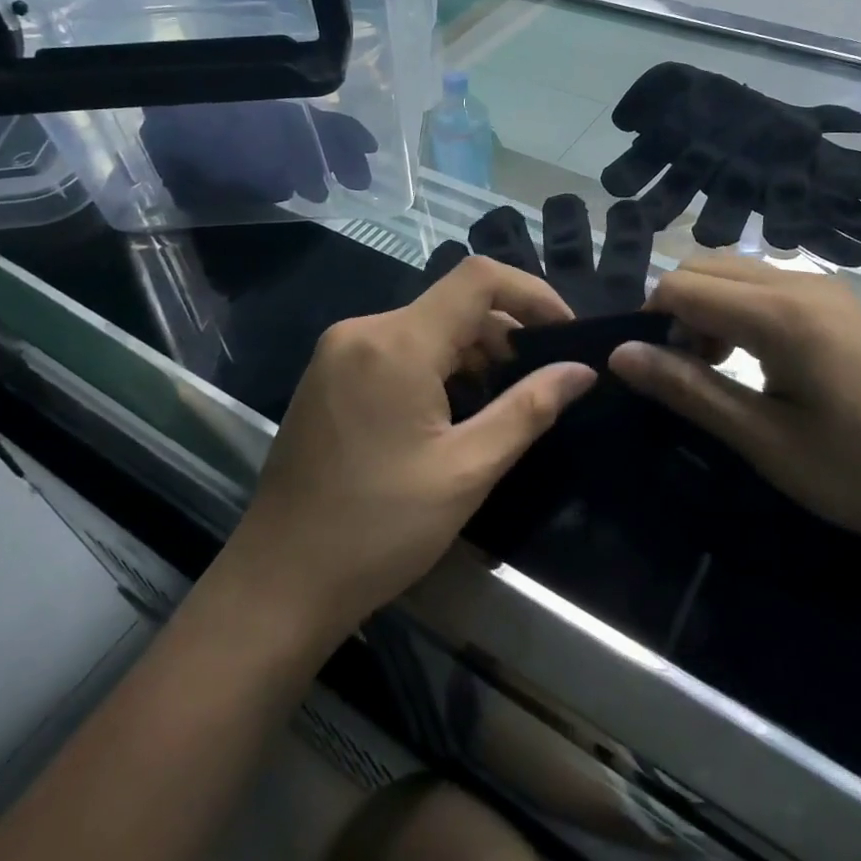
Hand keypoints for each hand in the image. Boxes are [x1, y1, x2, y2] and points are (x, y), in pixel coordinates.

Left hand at [221, 257, 594, 642]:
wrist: (279, 582)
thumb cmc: (378, 530)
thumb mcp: (467, 470)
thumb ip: (529, 408)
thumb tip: (581, 370)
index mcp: (397, 343)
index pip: (479, 279)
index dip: (533, 293)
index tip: (566, 333)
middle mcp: (363, 330)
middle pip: (453, 302)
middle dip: (506, 332)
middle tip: (541, 379)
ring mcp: (339, 350)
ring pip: (426, 325)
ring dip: (472, 351)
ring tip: (503, 400)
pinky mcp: (329, 373)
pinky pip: (397, 347)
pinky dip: (437, 364)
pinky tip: (454, 409)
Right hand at [609, 254, 860, 551]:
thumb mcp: (766, 441)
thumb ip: (689, 390)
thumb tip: (621, 355)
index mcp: (779, 313)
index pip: (680, 286)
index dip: (652, 322)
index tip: (660, 374)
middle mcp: (799, 281)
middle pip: (704, 266)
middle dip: (678, 311)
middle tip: (692, 374)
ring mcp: (826, 287)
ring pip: (735, 271)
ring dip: (709, 308)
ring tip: (723, 369)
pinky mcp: (841, 301)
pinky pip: (767, 283)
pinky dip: (741, 308)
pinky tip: (762, 359)